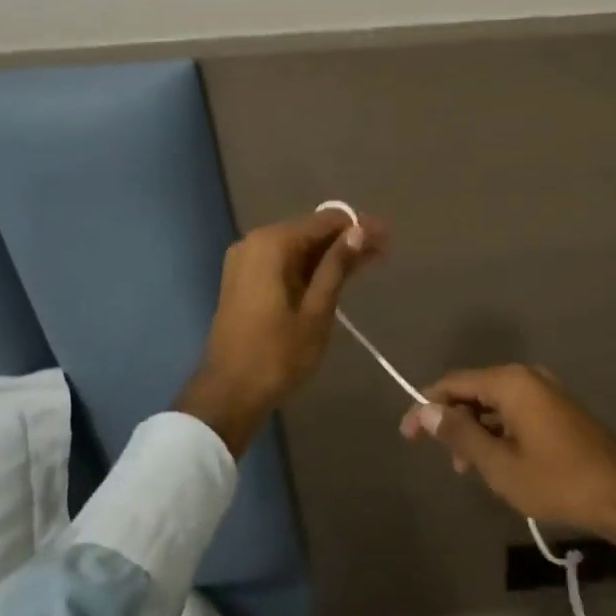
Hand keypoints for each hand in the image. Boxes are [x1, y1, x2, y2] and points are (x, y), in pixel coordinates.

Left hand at [176, 208, 387, 454]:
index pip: (325, 221)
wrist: (229, 394)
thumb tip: (359, 230)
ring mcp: (246, 261)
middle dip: (347, 239)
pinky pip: (284, 263)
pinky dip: (310, 268)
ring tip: (369, 261)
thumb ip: (337, 266)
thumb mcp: (317, 310)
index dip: (358, 226)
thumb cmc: (277, 354)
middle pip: (311, 232)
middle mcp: (255, 242)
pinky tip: (337, 275)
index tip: (386, 235)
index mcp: (272, 244)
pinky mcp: (245, 280)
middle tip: (384, 249)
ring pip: (298, 248)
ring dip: (331, 254)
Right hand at [398, 364, 615, 551]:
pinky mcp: (557, 408)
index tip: (407, 436)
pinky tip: (498, 463)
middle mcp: (526, 376)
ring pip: (494, 403)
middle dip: (453, 421)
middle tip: (445, 459)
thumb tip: (425, 410)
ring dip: (476, 431)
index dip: (426, 406)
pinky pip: (515, 411)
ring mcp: (545, 391)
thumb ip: (460, 435)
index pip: (453, 384)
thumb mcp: (500, 465)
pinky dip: (498, 432)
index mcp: (510, 382)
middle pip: (474, 390)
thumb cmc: (557, 480)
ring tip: (470, 469)